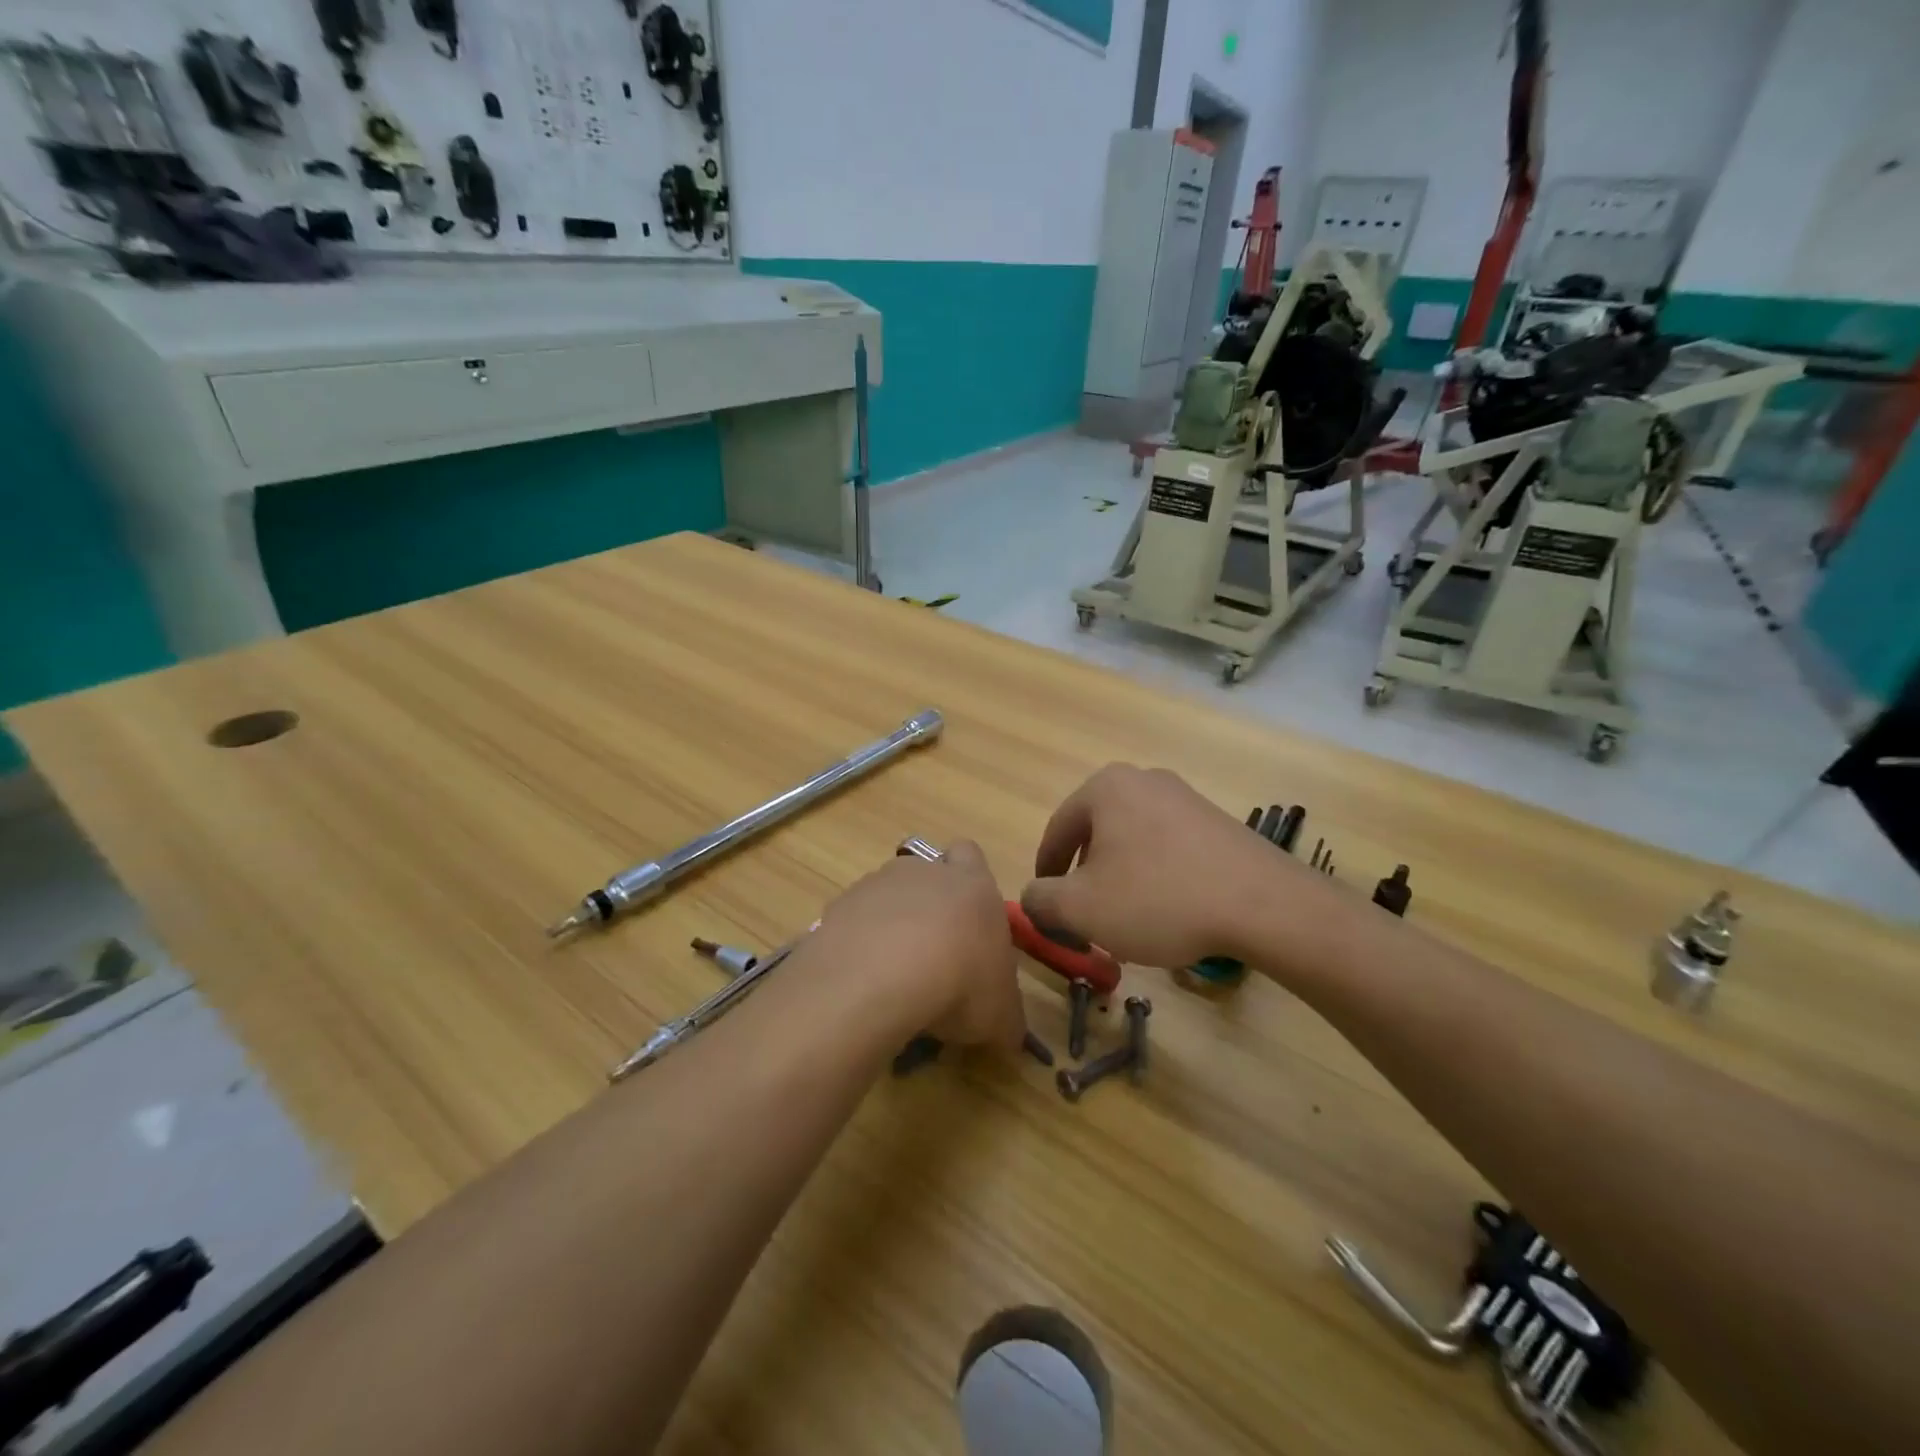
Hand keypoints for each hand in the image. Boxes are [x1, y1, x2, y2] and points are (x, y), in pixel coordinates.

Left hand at [808, 841, 1023, 1051]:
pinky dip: (856, 947)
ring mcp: (875, 885)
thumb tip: (1007, 1033)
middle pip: (925, 876)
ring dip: (889, 928)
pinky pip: (851, 924)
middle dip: (928, 910)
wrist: (879, 980)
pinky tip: (859, 984)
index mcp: (972, 884)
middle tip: (933, 960)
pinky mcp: (837, 908)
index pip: (971, 856)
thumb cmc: (959, 985)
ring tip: (891, 979)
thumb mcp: (1001, 1017)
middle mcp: (923, 872)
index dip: (970, 882)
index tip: (969, 922)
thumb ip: (1007, 1018)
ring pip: (885, 899)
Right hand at [1023, 764, 1338, 971]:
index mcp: (1105, 787)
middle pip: (1095, 834)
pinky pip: (1168, 848)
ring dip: (1120, 879)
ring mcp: (1185, 798)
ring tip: (1127, 920)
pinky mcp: (1217, 822)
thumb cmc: (1159, 899)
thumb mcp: (1081, 909)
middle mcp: (1144, 780)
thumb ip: (1040, 901)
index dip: (1045, 875)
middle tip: (1085, 917)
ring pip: (1132, 842)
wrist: (1264, 905)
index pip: (1056, 832)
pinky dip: (1156, 877)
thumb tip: (1033, 898)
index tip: (1046, 909)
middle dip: (1085, 878)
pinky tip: (1169, 911)